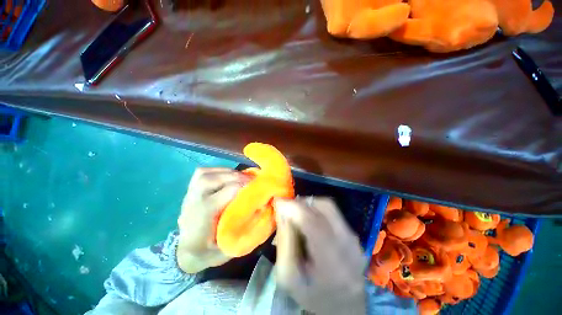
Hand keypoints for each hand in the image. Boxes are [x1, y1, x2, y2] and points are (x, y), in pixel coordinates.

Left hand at [176, 168, 248, 272]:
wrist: (186, 252)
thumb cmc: (208, 252)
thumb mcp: (229, 248)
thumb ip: (246, 229)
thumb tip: (263, 209)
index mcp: (202, 217)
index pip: (225, 193)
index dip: (244, 187)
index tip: (257, 189)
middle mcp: (193, 202)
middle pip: (213, 180)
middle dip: (236, 177)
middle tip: (252, 180)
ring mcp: (189, 194)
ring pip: (206, 173)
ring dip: (227, 172)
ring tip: (241, 177)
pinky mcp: (190, 190)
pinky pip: (203, 172)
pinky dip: (217, 170)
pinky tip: (228, 175)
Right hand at [274, 197, 366, 314]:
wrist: (344, 308)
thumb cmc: (312, 295)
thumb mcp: (288, 275)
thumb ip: (284, 240)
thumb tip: (282, 210)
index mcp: (331, 263)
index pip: (313, 223)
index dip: (294, 207)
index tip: (278, 201)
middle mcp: (348, 245)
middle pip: (324, 207)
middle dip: (301, 203)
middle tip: (287, 208)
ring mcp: (355, 239)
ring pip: (329, 206)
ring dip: (309, 204)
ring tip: (297, 214)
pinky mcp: (355, 235)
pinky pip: (333, 212)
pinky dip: (317, 210)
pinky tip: (309, 220)